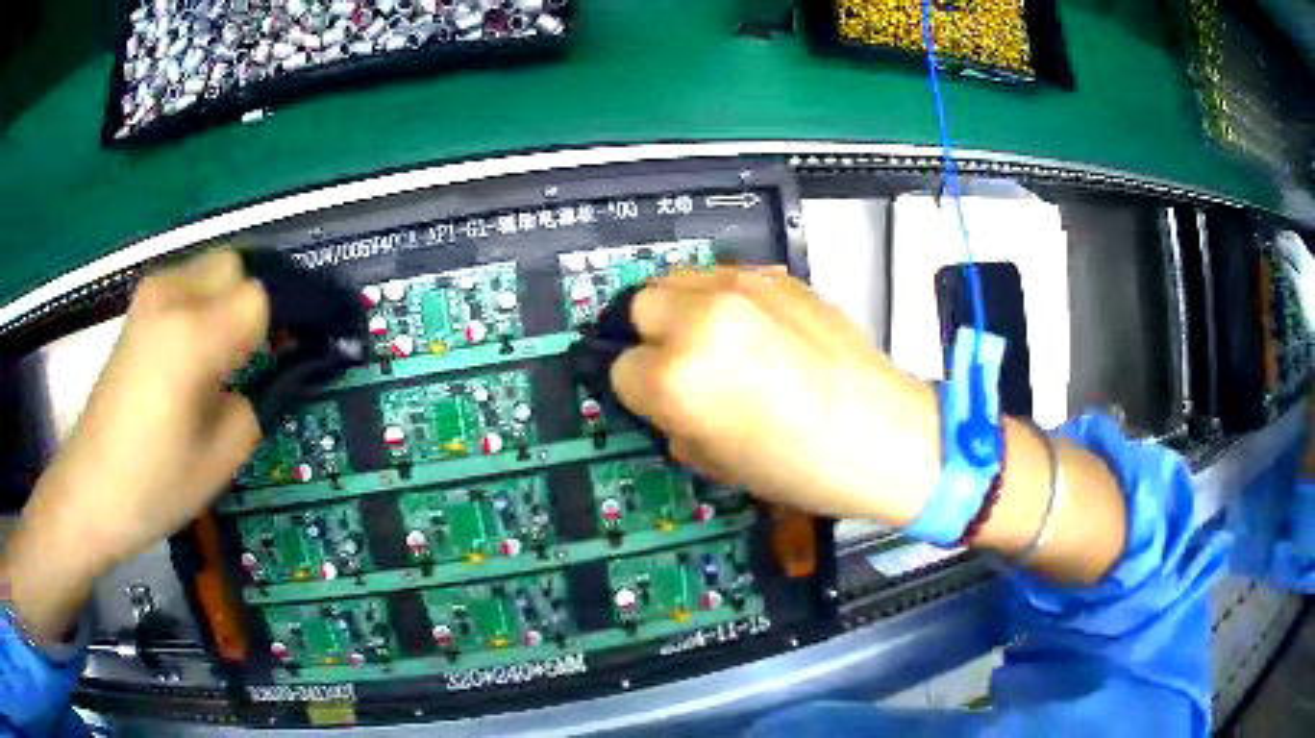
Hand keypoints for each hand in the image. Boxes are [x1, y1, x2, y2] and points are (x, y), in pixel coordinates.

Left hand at [2, 250, 267, 640]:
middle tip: (252, 357)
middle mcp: (171, 296)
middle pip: (235, 265)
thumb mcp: (221, 459)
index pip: (259, 298)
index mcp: (193, 335)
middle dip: (252, 303)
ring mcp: (148, 298)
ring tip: (221, 359)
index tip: (283, 361)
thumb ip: (256, 403)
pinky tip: (191, 356)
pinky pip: (185, 286)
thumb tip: (265, 375)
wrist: (89, 490)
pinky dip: (202, 307)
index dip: (279, 328)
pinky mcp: (136, 311)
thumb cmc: (154, 485)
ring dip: (226, 303)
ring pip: (209, 270)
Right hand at [610, 268, 941, 521]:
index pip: (622, 369)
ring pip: (678, 279)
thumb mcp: (714, 463)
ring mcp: (742, 287)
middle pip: (642, 307)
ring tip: (720, 339)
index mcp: (677, 377)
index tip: (667, 403)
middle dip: (656, 337)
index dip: (643, 391)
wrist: (881, 433)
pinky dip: (725, 298)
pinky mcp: (778, 275)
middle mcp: (700, 319)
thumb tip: (666, 401)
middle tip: (690, 365)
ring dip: (685, 309)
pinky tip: (759, 328)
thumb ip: (673, 422)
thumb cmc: (797, 467)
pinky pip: (726, 276)